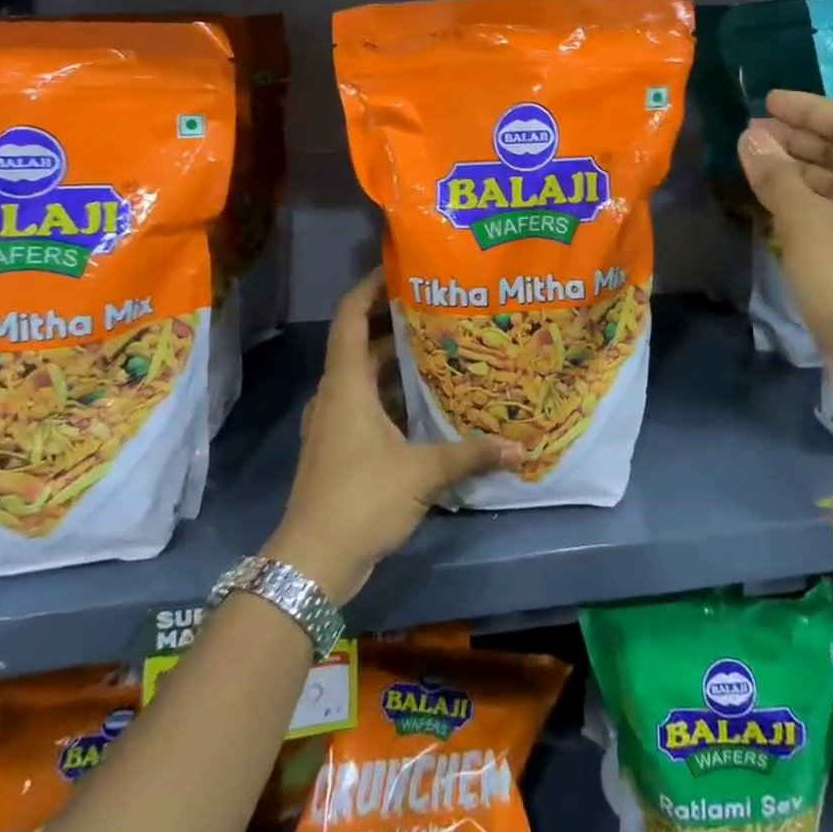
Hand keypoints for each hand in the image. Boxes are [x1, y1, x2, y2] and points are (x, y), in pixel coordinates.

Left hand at [264, 270, 521, 602]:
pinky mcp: (339, 448)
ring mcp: (334, 423)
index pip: (349, 316)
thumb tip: (520, 448)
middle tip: (439, 309)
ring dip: (395, 362)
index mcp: (346, 385)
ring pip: (364, 377)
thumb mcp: (422, 473)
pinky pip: (366, 405)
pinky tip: (425, 403)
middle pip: (360, 343)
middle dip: (395, 323)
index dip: (370, 287)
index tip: (400, 268)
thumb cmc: (361, 499)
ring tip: (439, 349)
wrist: (312, 563)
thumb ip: (470, 455)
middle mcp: (336, 395)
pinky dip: (392, 395)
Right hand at [737, 90, 832, 457]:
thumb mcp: (807, 223)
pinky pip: (832, 213)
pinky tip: (774, 205)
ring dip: (796, 171)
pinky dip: (803, 202)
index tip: (766, 101)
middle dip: (796, 138)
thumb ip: (778, 176)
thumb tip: (750, 136)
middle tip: (751, 134)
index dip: (804, 107)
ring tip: (753, 165)